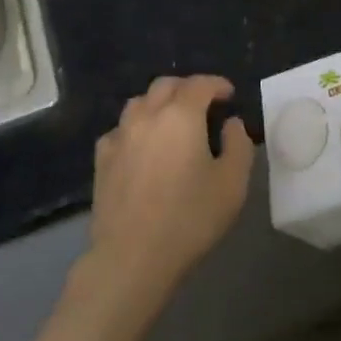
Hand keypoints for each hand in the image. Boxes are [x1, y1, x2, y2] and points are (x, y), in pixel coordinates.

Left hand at [77, 74, 253, 324]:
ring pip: (139, 102)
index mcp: (181, 115)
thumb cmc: (189, 218)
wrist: (132, 255)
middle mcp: (147, 115)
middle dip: (187, 88)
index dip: (217, 84)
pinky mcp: (102, 158)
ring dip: (159, 103)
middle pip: (166, 85)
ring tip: (172, 121)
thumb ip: (238, 146)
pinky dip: (135, 128)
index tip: (229, 94)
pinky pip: (120, 129)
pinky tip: (141, 146)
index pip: (200, 84)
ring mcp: (120, 135)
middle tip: (203, 104)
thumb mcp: (232, 184)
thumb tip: (231, 123)